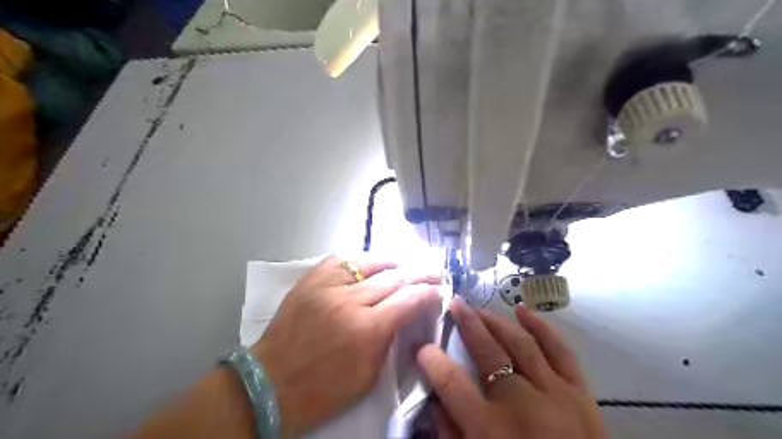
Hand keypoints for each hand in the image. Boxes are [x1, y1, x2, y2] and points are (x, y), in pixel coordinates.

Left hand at [255, 254, 442, 435]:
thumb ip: (390, 339)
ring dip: (395, 264)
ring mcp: (328, 286)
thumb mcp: (368, 374)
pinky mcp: (311, 280)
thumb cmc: (323, 389)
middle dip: (420, 274)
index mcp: (367, 330)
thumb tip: (405, 314)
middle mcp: (350, 301)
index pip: (408, 300)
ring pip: (370, 264)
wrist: (270, 383)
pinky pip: (342, 260)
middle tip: (435, 273)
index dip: (428, 293)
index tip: (439, 291)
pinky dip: (362, 260)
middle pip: (394, 278)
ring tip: (408, 265)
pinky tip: (374, 262)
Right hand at [416, 299, 603, 438]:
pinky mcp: (580, 393)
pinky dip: (541, 327)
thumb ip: (452, 436)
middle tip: (454, 304)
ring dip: (497, 321)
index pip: (451, 382)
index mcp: (490, 428)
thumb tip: (435, 403)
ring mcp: (555, 394)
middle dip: (467, 323)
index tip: (422, 346)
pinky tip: (523, 311)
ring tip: (479, 308)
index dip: (432, 360)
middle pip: (488, 351)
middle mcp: (521, 403)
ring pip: (520, 343)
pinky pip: (560, 351)